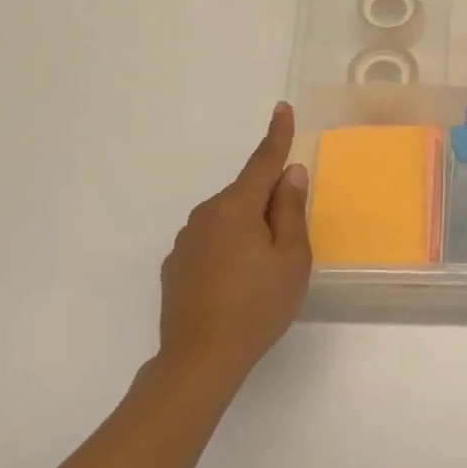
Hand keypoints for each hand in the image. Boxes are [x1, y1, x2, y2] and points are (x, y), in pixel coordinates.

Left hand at [157, 102, 311, 390]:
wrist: (199, 359)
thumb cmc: (257, 306)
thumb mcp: (291, 259)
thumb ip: (291, 211)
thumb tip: (290, 174)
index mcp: (236, 207)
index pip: (262, 162)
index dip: (277, 135)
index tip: (282, 107)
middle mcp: (205, 215)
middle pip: (246, 195)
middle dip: (269, 205)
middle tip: (288, 244)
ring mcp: (186, 241)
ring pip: (228, 221)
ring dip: (248, 230)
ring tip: (262, 275)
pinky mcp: (175, 266)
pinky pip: (210, 243)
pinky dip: (228, 251)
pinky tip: (235, 286)